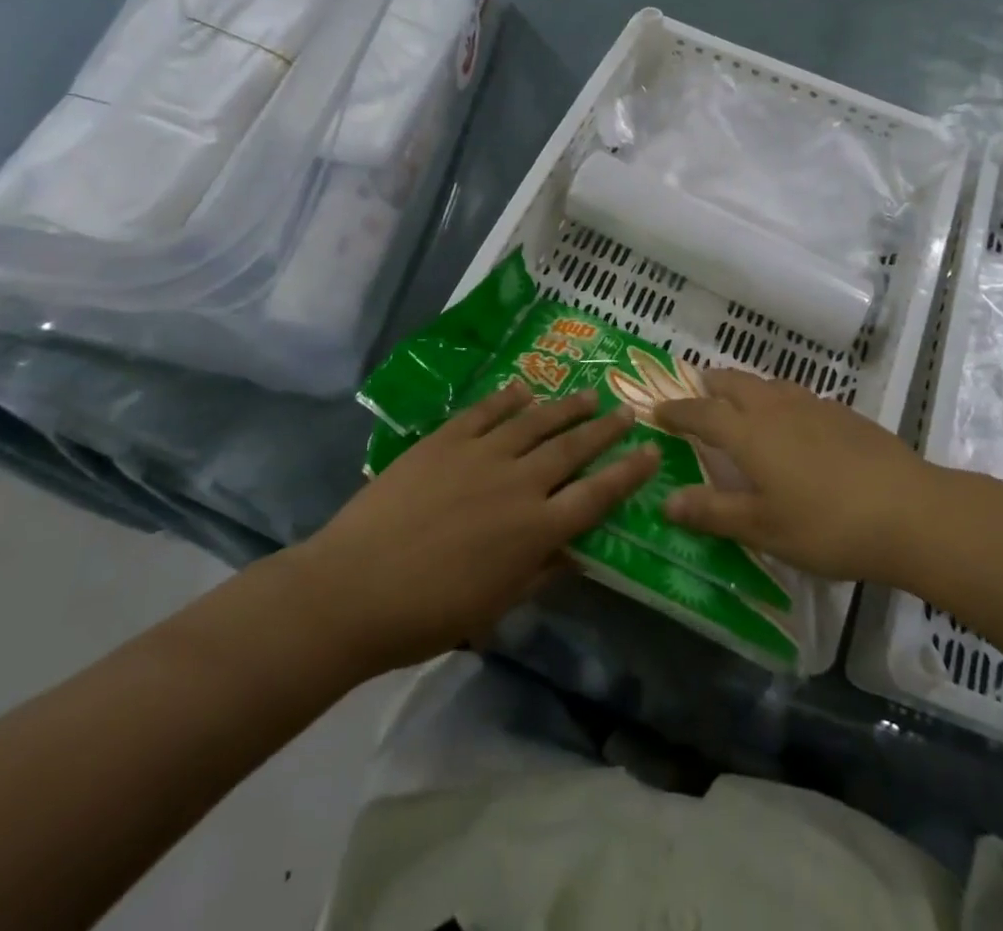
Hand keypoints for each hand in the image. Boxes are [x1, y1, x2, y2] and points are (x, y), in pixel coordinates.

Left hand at [294, 383, 656, 674]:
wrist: (351, 589)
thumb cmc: (426, 614)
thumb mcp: (495, 606)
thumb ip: (542, 572)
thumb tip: (578, 551)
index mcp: (535, 530)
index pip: (597, 495)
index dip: (628, 473)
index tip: (651, 452)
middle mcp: (518, 483)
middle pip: (573, 448)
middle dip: (605, 429)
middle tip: (627, 411)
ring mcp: (481, 455)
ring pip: (536, 421)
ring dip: (567, 407)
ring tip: (589, 394)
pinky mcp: (446, 440)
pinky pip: (486, 411)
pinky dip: (509, 397)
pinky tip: (525, 387)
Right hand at [654, 369, 929, 581]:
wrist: (908, 510)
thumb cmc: (826, 525)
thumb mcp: (763, 528)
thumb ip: (713, 512)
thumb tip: (665, 500)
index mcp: (750, 434)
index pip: (702, 413)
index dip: (678, 411)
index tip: (658, 410)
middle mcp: (777, 409)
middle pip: (735, 383)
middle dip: (711, 384)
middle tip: (697, 390)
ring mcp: (814, 406)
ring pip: (769, 383)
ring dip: (746, 387)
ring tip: (741, 399)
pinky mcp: (844, 413)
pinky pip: (798, 395)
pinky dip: (779, 398)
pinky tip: (793, 421)